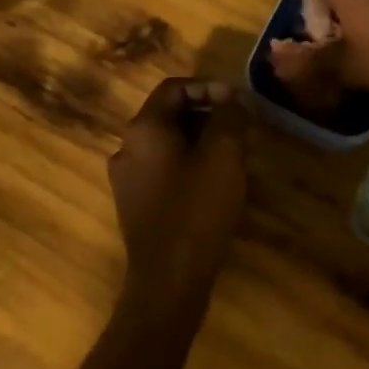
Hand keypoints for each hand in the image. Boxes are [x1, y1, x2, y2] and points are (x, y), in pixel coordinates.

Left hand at [109, 79, 250, 317]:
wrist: (168, 281)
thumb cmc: (197, 209)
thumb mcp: (224, 154)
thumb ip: (228, 115)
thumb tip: (230, 96)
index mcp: (144, 128)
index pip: (174, 87)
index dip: (208, 87)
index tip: (237, 102)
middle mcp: (127, 147)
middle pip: (170, 114)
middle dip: (208, 115)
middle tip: (240, 128)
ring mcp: (127, 179)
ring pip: (168, 143)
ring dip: (201, 140)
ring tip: (233, 155)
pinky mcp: (135, 205)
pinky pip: (164, 169)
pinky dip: (189, 164)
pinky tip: (214, 183)